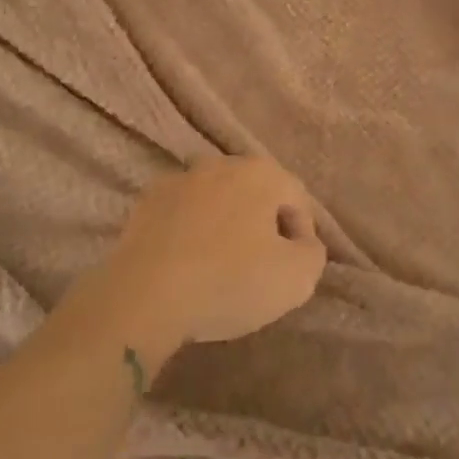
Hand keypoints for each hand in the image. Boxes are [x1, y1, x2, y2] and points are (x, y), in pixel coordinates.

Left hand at [95, 156, 327, 353]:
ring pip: (218, 200)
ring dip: (225, 225)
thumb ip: (313, 253)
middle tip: (260, 267)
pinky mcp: (148, 200)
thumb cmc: (229, 281)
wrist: (144, 295)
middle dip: (263, 225)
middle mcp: (222, 162)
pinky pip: (184, 213)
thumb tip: (303, 242)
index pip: (297, 198)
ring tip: (220, 267)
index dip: (302, 236)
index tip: (292, 270)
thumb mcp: (295, 278)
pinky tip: (186, 264)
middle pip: (257, 193)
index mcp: (262, 172)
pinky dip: (191, 231)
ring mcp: (181, 178)